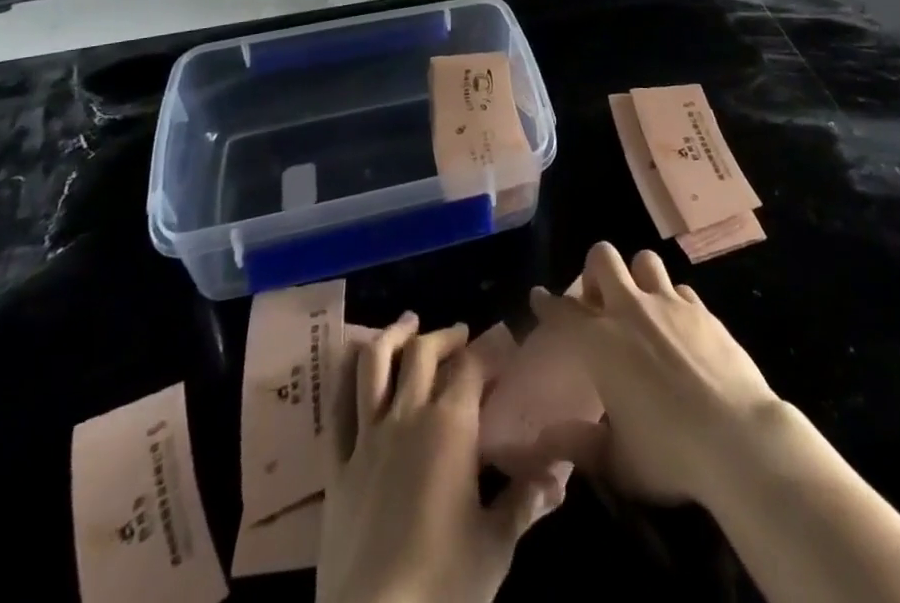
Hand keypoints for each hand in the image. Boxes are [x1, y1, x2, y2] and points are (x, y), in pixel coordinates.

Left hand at [318, 314, 563, 602]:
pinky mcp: (336, 464)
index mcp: (451, 426)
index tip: (505, 348)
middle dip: (446, 336)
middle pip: (424, 352)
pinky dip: (346, 373)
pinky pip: (337, 405)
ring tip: (408, 324)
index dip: (490, 351)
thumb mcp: (495, 547)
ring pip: (374, 363)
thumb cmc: (442, 586)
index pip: (473, 367)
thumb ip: (527, 501)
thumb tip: (563, 472)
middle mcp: (407, 415)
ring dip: (393, 336)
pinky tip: (355, 361)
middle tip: (462, 335)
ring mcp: (366, 437)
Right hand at [529, 242, 779, 505]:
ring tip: (640, 304)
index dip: (547, 303)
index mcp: (600, 342)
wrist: (739, 439)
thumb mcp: (617, 462)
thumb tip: (545, 438)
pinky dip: (673, 300)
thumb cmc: (670, 454)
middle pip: (603, 258)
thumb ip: (579, 445)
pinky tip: (678, 325)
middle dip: (595, 271)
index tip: (539, 296)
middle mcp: (631, 310)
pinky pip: (680, 288)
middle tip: (598, 301)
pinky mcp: (702, 310)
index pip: (563, 312)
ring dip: (637, 276)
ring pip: (644, 260)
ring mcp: (669, 304)